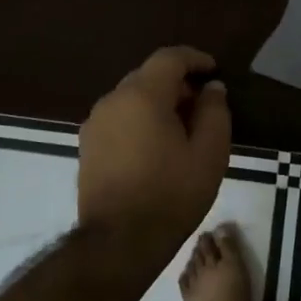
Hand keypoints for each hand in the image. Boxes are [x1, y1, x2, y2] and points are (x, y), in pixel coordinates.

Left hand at [78, 46, 232, 261]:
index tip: (214, 71)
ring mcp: (95, 123)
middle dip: (177, 83)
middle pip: (148, 76)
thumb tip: (211, 88)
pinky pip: (118, 118)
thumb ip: (214, 112)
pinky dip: (139, 120)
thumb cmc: (171, 194)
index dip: (194, 59)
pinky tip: (156, 146)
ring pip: (131, 98)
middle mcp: (112, 100)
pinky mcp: (87, 146)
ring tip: (181, 129)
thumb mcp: (209, 153)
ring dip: (157, 103)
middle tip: (202, 105)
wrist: (119, 242)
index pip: (169, 58)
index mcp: (142, 95)